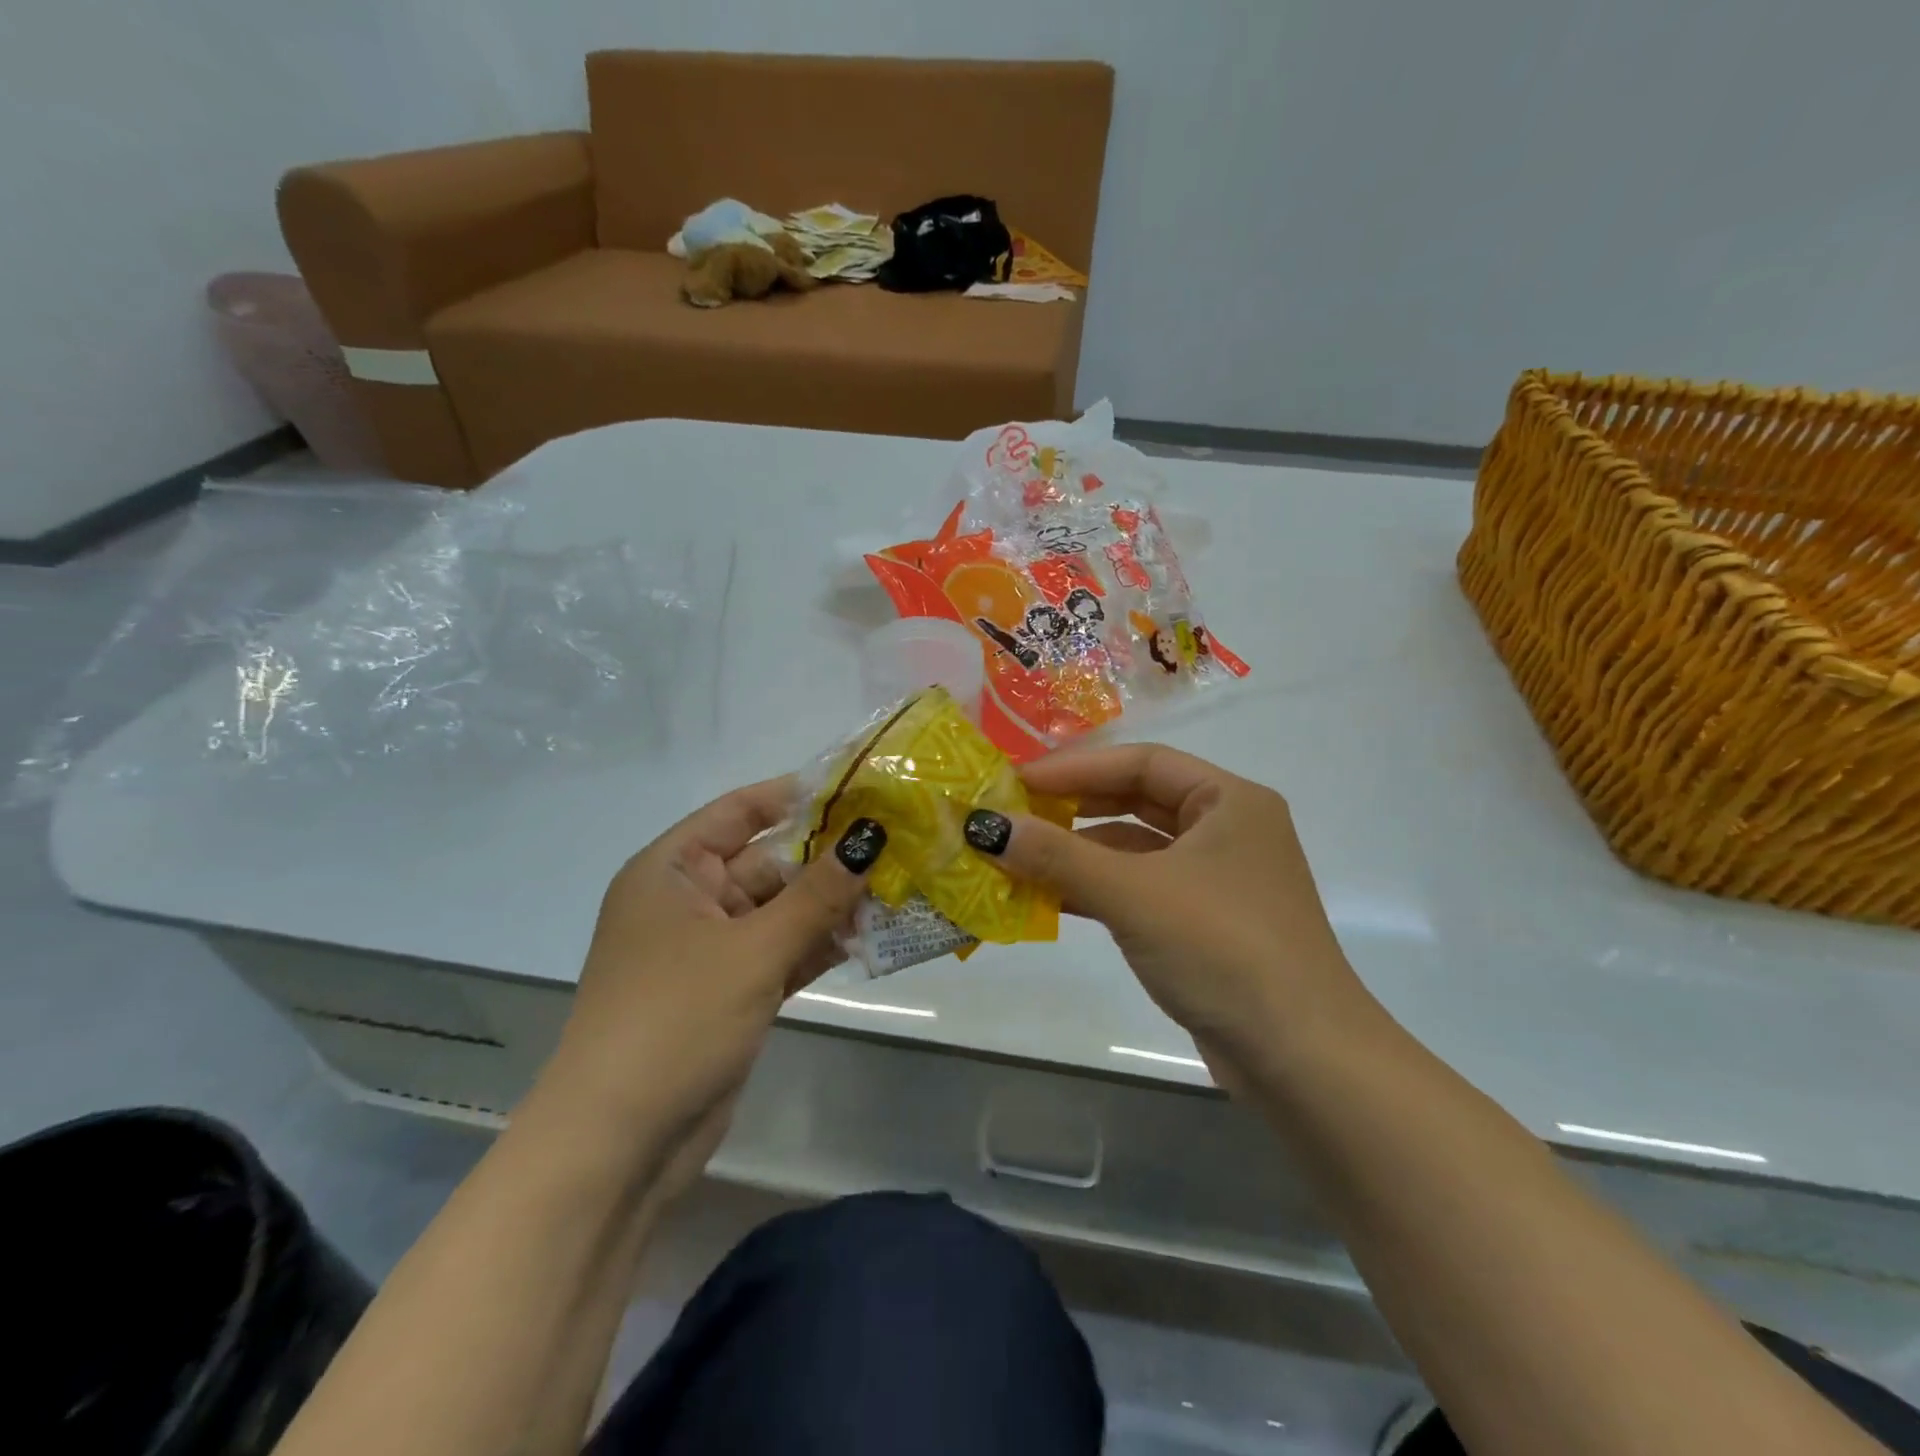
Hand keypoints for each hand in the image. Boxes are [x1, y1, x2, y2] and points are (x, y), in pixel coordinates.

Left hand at [540, 778, 884, 1146]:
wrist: (620, 1144)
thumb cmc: (676, 1019)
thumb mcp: (753, 949)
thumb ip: (816, 894)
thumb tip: (870, 837)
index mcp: (671, 871)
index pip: (738, 811)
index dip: (795, 795)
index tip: (858, 787)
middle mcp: (688, 901)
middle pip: (767, 862)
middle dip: (828, 858)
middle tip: (896, 844)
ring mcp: (712, 949)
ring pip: (781, 910)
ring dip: (831, 905)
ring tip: (897, 889)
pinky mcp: (732, 991)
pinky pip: (782, 951)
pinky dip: (819, 945)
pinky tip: (870, 938)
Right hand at [964, 744, 1378, 1083]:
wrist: (1302, 1060)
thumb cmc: (1223, 950)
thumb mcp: (1133, 894)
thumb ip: (1057, 857)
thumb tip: (984, 826)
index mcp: (1229, 800)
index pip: (1141, 763)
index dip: (1074, 768)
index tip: (1015, 781)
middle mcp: (1228, 829)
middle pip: (1138, 800)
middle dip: (1074, 807)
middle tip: (1013, 813)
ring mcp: (1219, 880)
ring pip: (1136, 849)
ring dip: (1080, 853)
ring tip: (1019, 857)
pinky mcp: (1206, 925)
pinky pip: (1141, 889)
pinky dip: (1098, 890)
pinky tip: (1052, 899)